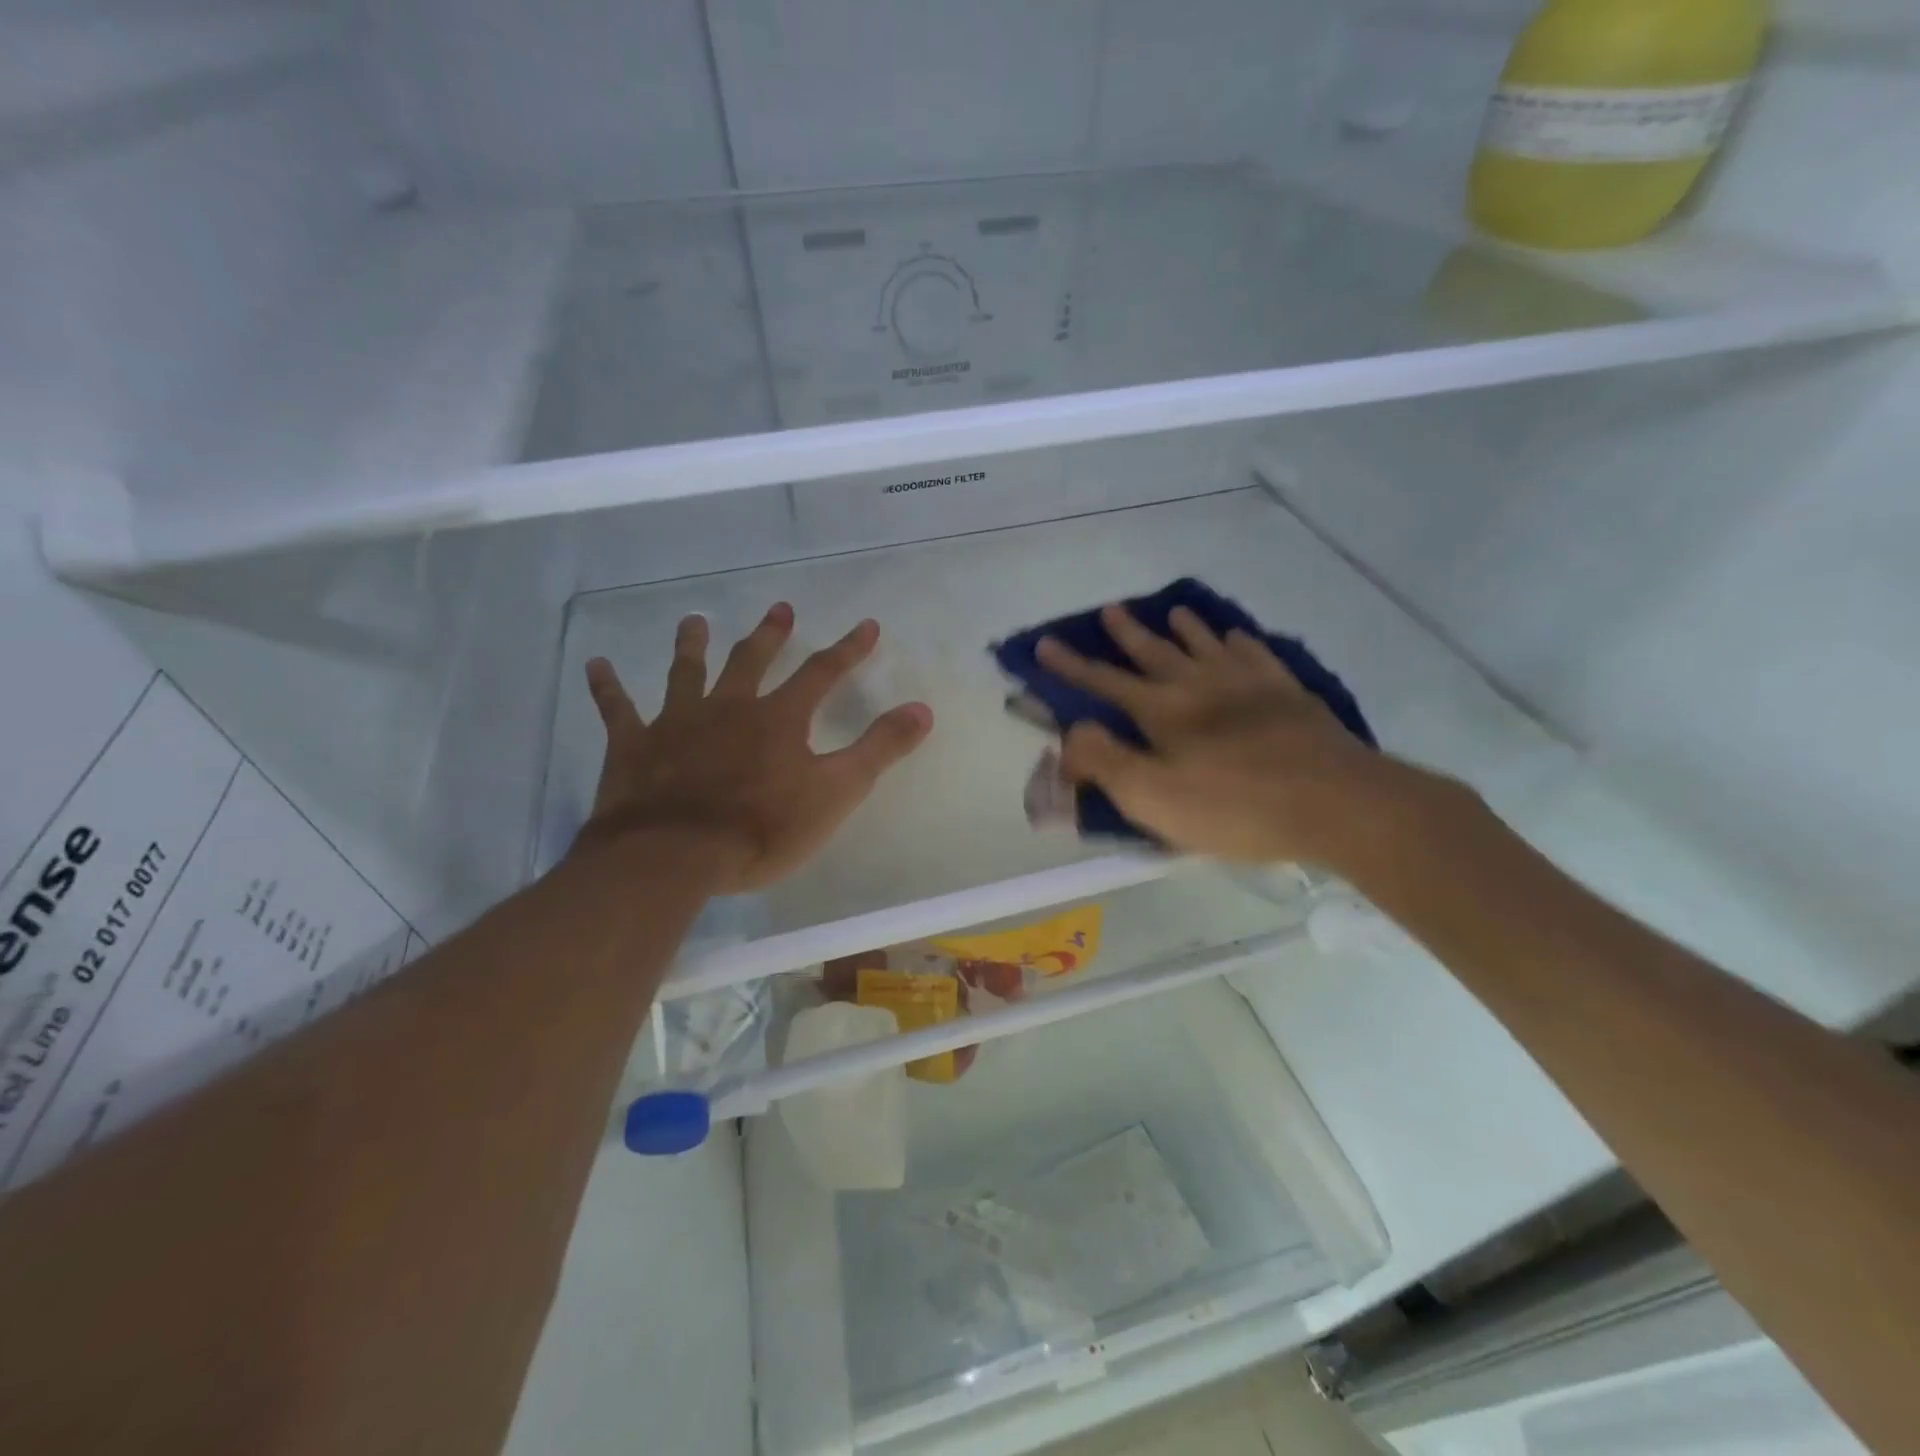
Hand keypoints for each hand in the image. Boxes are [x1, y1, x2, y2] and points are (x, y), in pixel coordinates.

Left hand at [577, 603, 932, 891]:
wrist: (673, 856)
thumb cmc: (761, 829)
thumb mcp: (835, 792)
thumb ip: (879, 749)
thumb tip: (923, 709)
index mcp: (778, 719)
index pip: (821, 673)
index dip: (847, 649)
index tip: (867, 625)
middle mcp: (728, 708)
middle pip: (751, 662)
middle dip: (770, 636)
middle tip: (780, 610)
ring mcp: (677, 723)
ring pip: (686, 673)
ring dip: (692, 646)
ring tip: (694, 621)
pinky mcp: (633, 747)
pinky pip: (617, 710)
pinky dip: (607, 688)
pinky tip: (596, 665)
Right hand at [1038, 604, 1442, 869]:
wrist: (1333, 802)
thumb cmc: (1234, 807)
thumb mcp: (1152, 798)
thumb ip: (1104, 762)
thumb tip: (1069, 733)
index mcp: (1162, 711)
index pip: (1103, 682)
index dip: (1070, 666)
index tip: (1044, 643)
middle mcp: (1199, 685)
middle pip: (1154, 652)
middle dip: (1127, 634)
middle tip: (1110, 610)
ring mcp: (1247, 683)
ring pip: (1204, 645)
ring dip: (1183, 628)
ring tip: (1171, 611)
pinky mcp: (1287, 693)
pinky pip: (1255, 654)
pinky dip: (1239, 642)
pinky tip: (1237, 637)